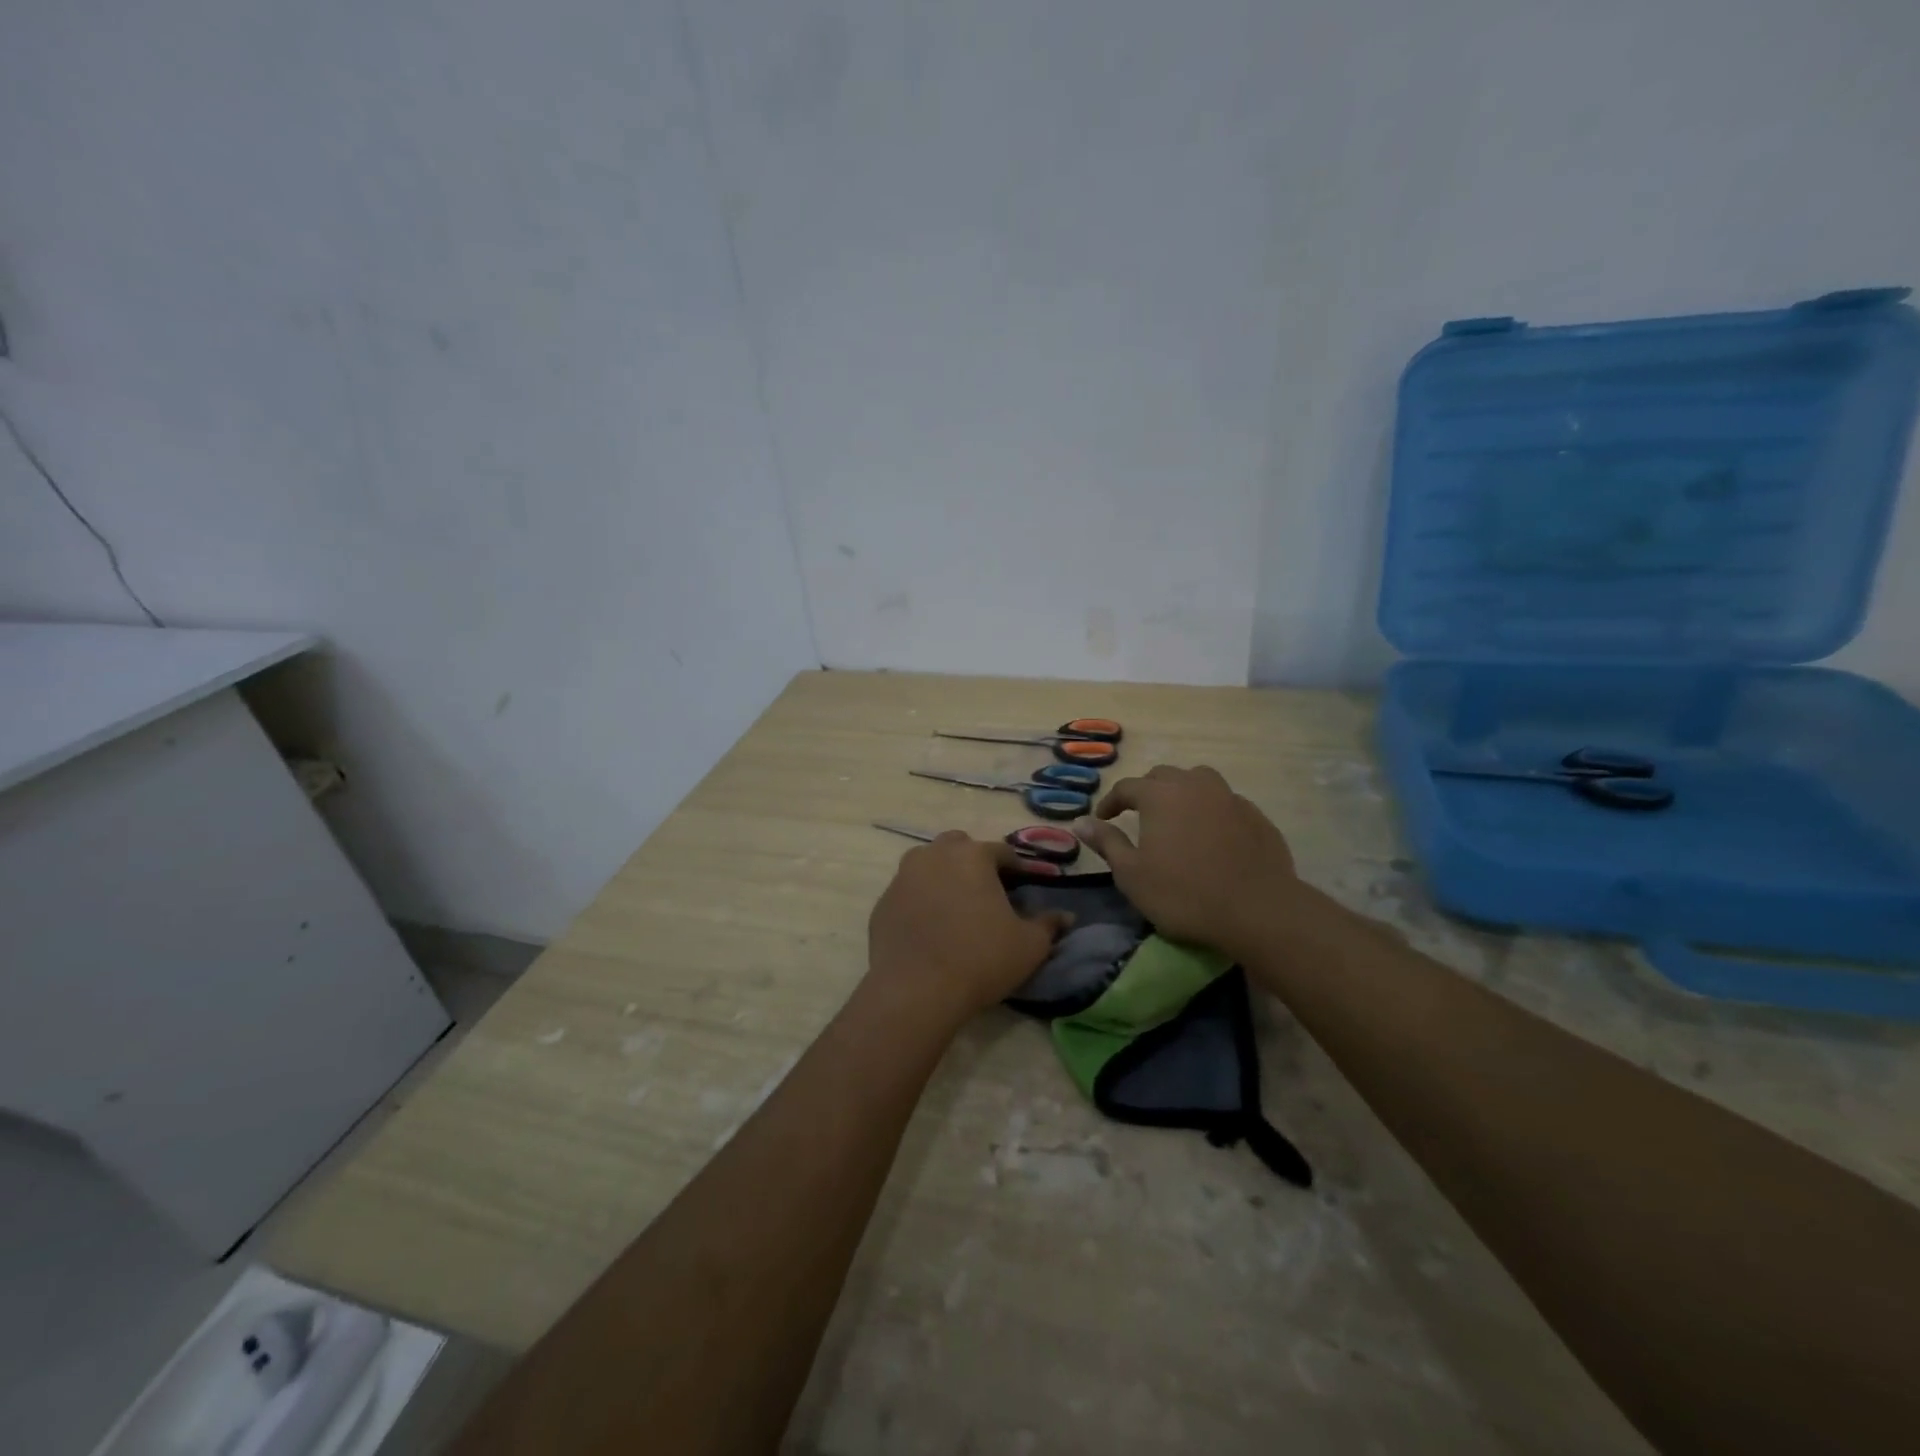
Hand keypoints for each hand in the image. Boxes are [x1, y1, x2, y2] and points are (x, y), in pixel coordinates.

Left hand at [866, 833, 1072, 1029]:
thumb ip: (1049, 925)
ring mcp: (903, 877)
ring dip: (944, 876)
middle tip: (988, 893)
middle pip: (959, 847)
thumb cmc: (981, 959)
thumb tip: (1066, 916)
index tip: (1025, 887)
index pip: (1002, 852)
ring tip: (957, 908)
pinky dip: (921, 901)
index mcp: (972, 855)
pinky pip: (908, 892)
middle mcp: (934, 855)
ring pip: (927, 864)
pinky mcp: (883, 903)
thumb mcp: (1029, 946)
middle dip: (974, 862)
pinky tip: (930, 928)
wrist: (916, 991)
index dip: (1017, 869)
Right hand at [1072, 765, 1300, 959]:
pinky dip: (1211, 810)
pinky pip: (1225, 802)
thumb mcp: (1132, 874)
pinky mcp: (1256, 816)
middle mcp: (1194, 785)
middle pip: (1163, 776)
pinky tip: (1211, 835)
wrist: (1258, 910)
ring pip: (1199, 781)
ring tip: (1176, 816)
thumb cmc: (1184, 894)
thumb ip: (1106, 843)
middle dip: (1145, 791)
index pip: (1126, 787)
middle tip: (1137, 816)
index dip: (1110, 802)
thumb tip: (1080, 822)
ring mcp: (1230, 798)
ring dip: (1182, 792)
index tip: (1102, 820)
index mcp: (1160, 795)